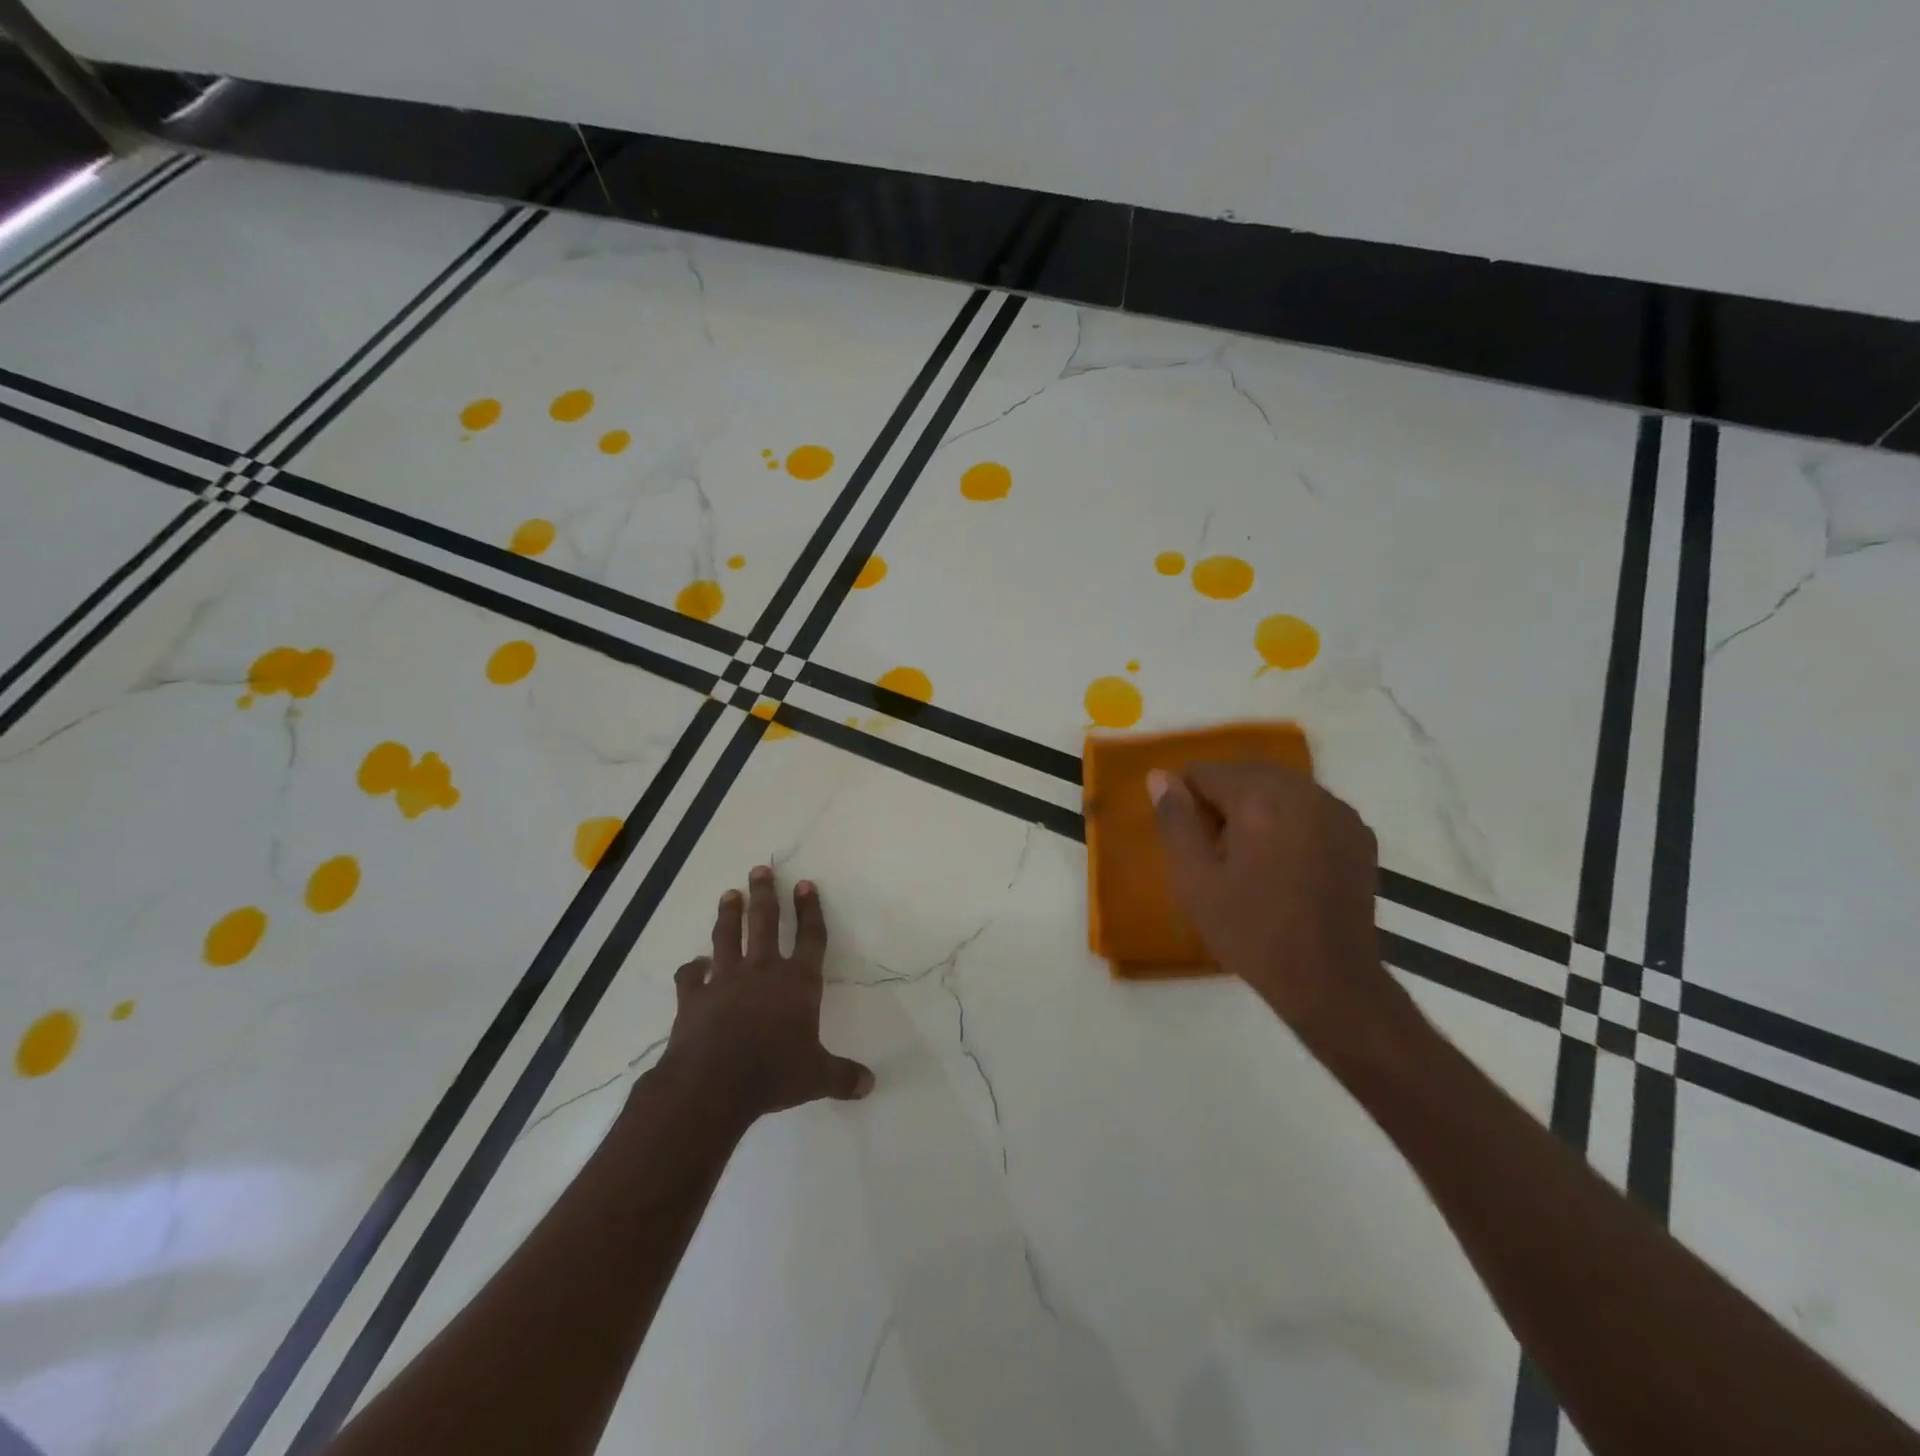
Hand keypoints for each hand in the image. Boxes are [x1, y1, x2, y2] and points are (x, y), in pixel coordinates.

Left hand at [656, 865, 873, 1122]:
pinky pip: (690, 976)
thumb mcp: (817, 1077)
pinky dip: (691, 969)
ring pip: (727, 937)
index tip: (805, 884)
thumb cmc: (774, 1073)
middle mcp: (762, 970)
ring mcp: (724, 980)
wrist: (713, 1083)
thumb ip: (843, 1077)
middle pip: (765, 922)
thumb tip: (870, 1085)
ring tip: (730, 894)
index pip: (810, 937)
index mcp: (798, 982)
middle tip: (760, 869)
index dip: (810, 910)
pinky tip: (693, 964)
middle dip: (765, 894)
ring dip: (729, 914)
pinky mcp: (694, 997)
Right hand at [1148, 762, 1410, 1054]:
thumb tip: (1160, 776)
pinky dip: (1289, 822)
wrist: (1329, 980)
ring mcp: (1337, 810)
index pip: (1205, 771)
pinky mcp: (1358, 834)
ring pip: (1279, 789)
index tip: (1188, 841)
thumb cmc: (1250, 930)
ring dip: (1256, 809)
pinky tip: (1285, 865)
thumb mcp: (1194, 880)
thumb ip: (1175, 820)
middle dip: (1222, 802)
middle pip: (1244, 774)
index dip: (1186, 801)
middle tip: (1214, 852)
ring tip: (1249, 860)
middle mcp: (1302, 790)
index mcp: (1259, 797)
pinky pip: (1309, 809)